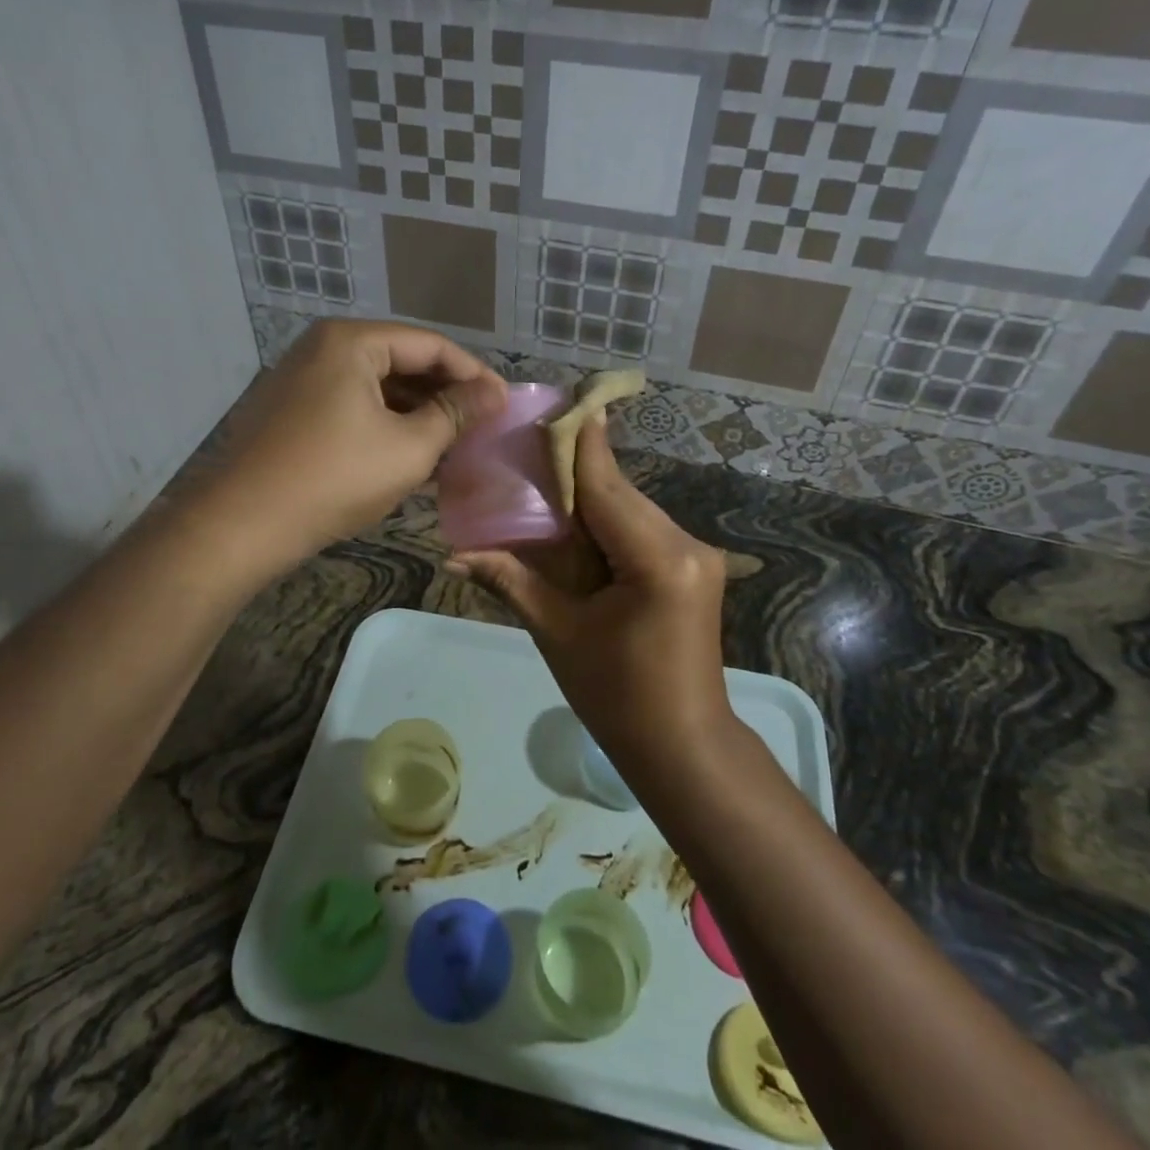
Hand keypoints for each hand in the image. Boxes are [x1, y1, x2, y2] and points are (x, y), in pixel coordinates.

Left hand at [197, 320, 505, 567]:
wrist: (241, 525)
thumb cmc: (333, 478)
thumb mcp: (408, 447)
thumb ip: (455, 414)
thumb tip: (494, 393)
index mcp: (352, 341)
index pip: (431, 345)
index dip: (474, 374)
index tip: (504, 405)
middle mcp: (324, 348)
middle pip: (403, 361)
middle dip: (445, 395)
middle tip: (482, 426)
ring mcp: (304, 380)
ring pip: (378, 388)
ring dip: (418, 415)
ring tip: (455, 446)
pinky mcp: (294, 411)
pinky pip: (354, 407)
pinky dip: (386, 427)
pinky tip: (413, 456)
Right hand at [451, 415, 731, 764]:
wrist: (684, 747)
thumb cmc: (618, 698)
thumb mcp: (558, 634)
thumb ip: (512, 581)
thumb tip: (454, 555)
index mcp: (657, 559)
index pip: (605, 485)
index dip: (576, 442)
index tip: (554, 401)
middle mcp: (686, 543)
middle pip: (617, 492)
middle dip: (572, 472)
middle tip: (525, 448)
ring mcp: (695, 554)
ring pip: (629, 508)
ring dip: (587, 499)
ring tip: (540, 482)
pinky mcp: (692, 566)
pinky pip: (639, 529)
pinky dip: (605, 523)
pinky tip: (573, 523)